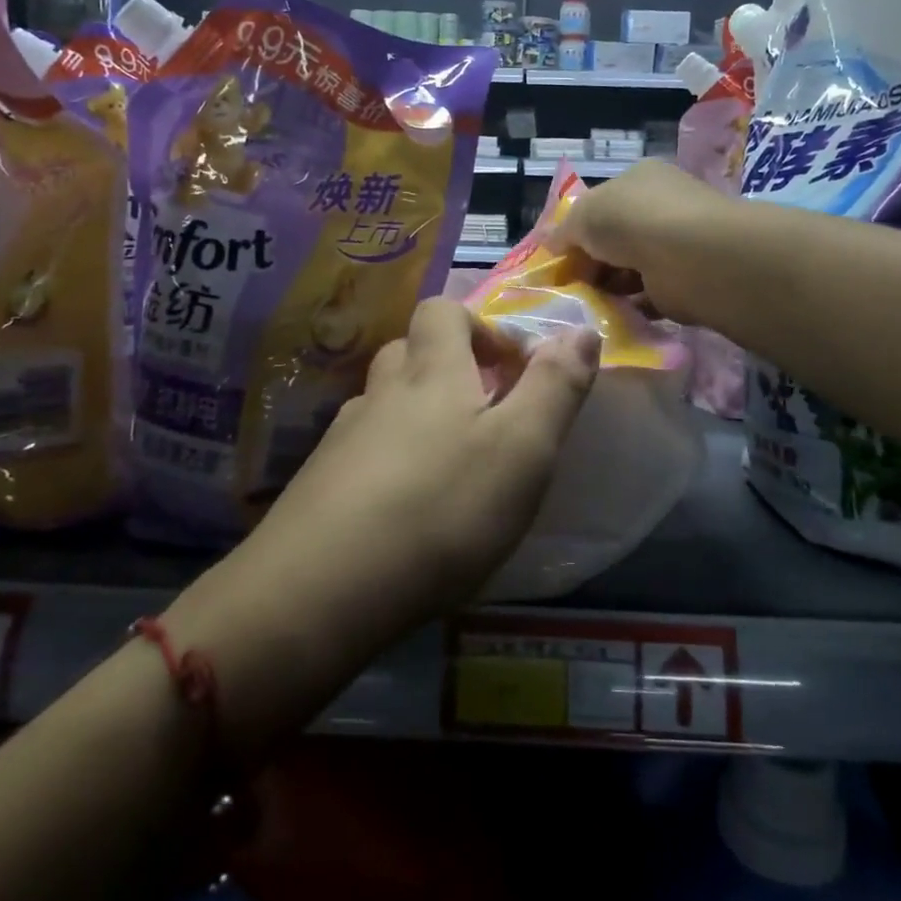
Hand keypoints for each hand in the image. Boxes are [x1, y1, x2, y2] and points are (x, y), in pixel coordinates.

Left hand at [190, 298, 599, 685]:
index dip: (479, 325)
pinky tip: (403, 509)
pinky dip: (387, 462)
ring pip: (384, 404)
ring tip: (449, 467)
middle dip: (449, 369)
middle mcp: (381, 393)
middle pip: (410, 352)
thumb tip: (581, 330)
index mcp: (431, 372)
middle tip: (484, 416)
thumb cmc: (441, 509)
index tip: (511, 370)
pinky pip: (360, 453)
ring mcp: (343, 439)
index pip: (442, 310)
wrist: (321, 591)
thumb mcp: (523, 448)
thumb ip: (555, 386)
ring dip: (416, 416)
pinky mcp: (319, 485)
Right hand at [550, 159, 739, 325]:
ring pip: (630, 268)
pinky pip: (648, 296)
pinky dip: (629, 306)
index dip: (577, 228)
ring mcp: (675, 246)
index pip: (603, 203)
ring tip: (583, 303)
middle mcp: (661, 208)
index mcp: (640, 180)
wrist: (689, 257)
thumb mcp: (584, 215)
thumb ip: (564, 230)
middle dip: (590, 261)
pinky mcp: (684, 283)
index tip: (558, 255)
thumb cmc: (632, 220)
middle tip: (566, 285)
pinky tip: (610, 315)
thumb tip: (549, 243)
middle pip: (615, 238)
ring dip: (608, 286)